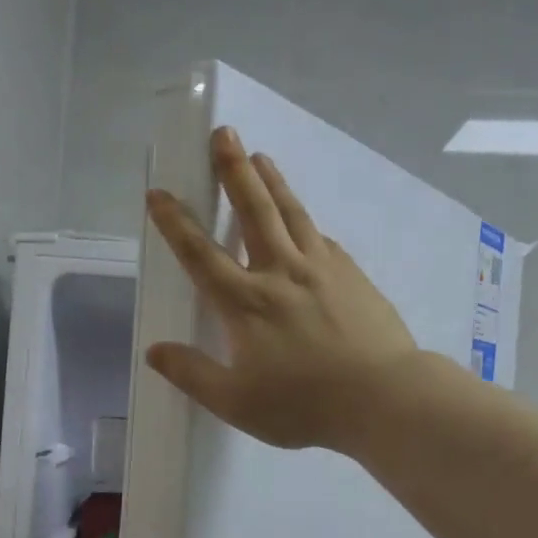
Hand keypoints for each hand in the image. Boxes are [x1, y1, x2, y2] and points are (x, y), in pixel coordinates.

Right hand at [146, 126, 418, 452]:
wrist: (383, 398)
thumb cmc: (304, 405)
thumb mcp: (236, 402)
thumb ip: (193, 374)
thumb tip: (155, 350)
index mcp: (246, 303)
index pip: (200, 254)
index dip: (175, 223)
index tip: (159, 193)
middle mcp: (281, 273)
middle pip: (253, 211)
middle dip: (234, 170)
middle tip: (224, 133)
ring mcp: (322, 269)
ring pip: (291, 213)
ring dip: (272, 181)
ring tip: (260, 156)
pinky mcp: (352, 275)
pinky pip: (322, 238)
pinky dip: (306, 221)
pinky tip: (304, 220)